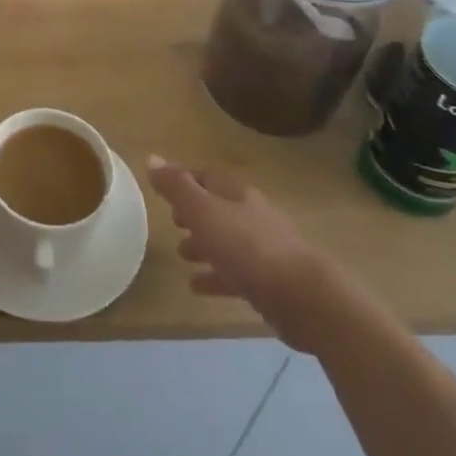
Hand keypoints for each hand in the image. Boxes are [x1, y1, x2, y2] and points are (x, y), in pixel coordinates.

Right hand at [147, 156, 345, 353]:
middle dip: (194, 213)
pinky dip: (216, 276)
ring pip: (227, 240)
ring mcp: (264, 249)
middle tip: (172, 221)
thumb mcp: (204, 212)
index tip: (163, 189)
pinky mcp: (270, 281)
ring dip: (204, 244)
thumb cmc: (247, 247)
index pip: (206, 176)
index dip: (184, 180)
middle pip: (218, 208)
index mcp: (237, 194)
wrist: (303, 298)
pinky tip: (198, 287)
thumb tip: (151, 158)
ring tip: (182, 254)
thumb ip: (177, 187)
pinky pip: (235, 273)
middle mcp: (252, 215)